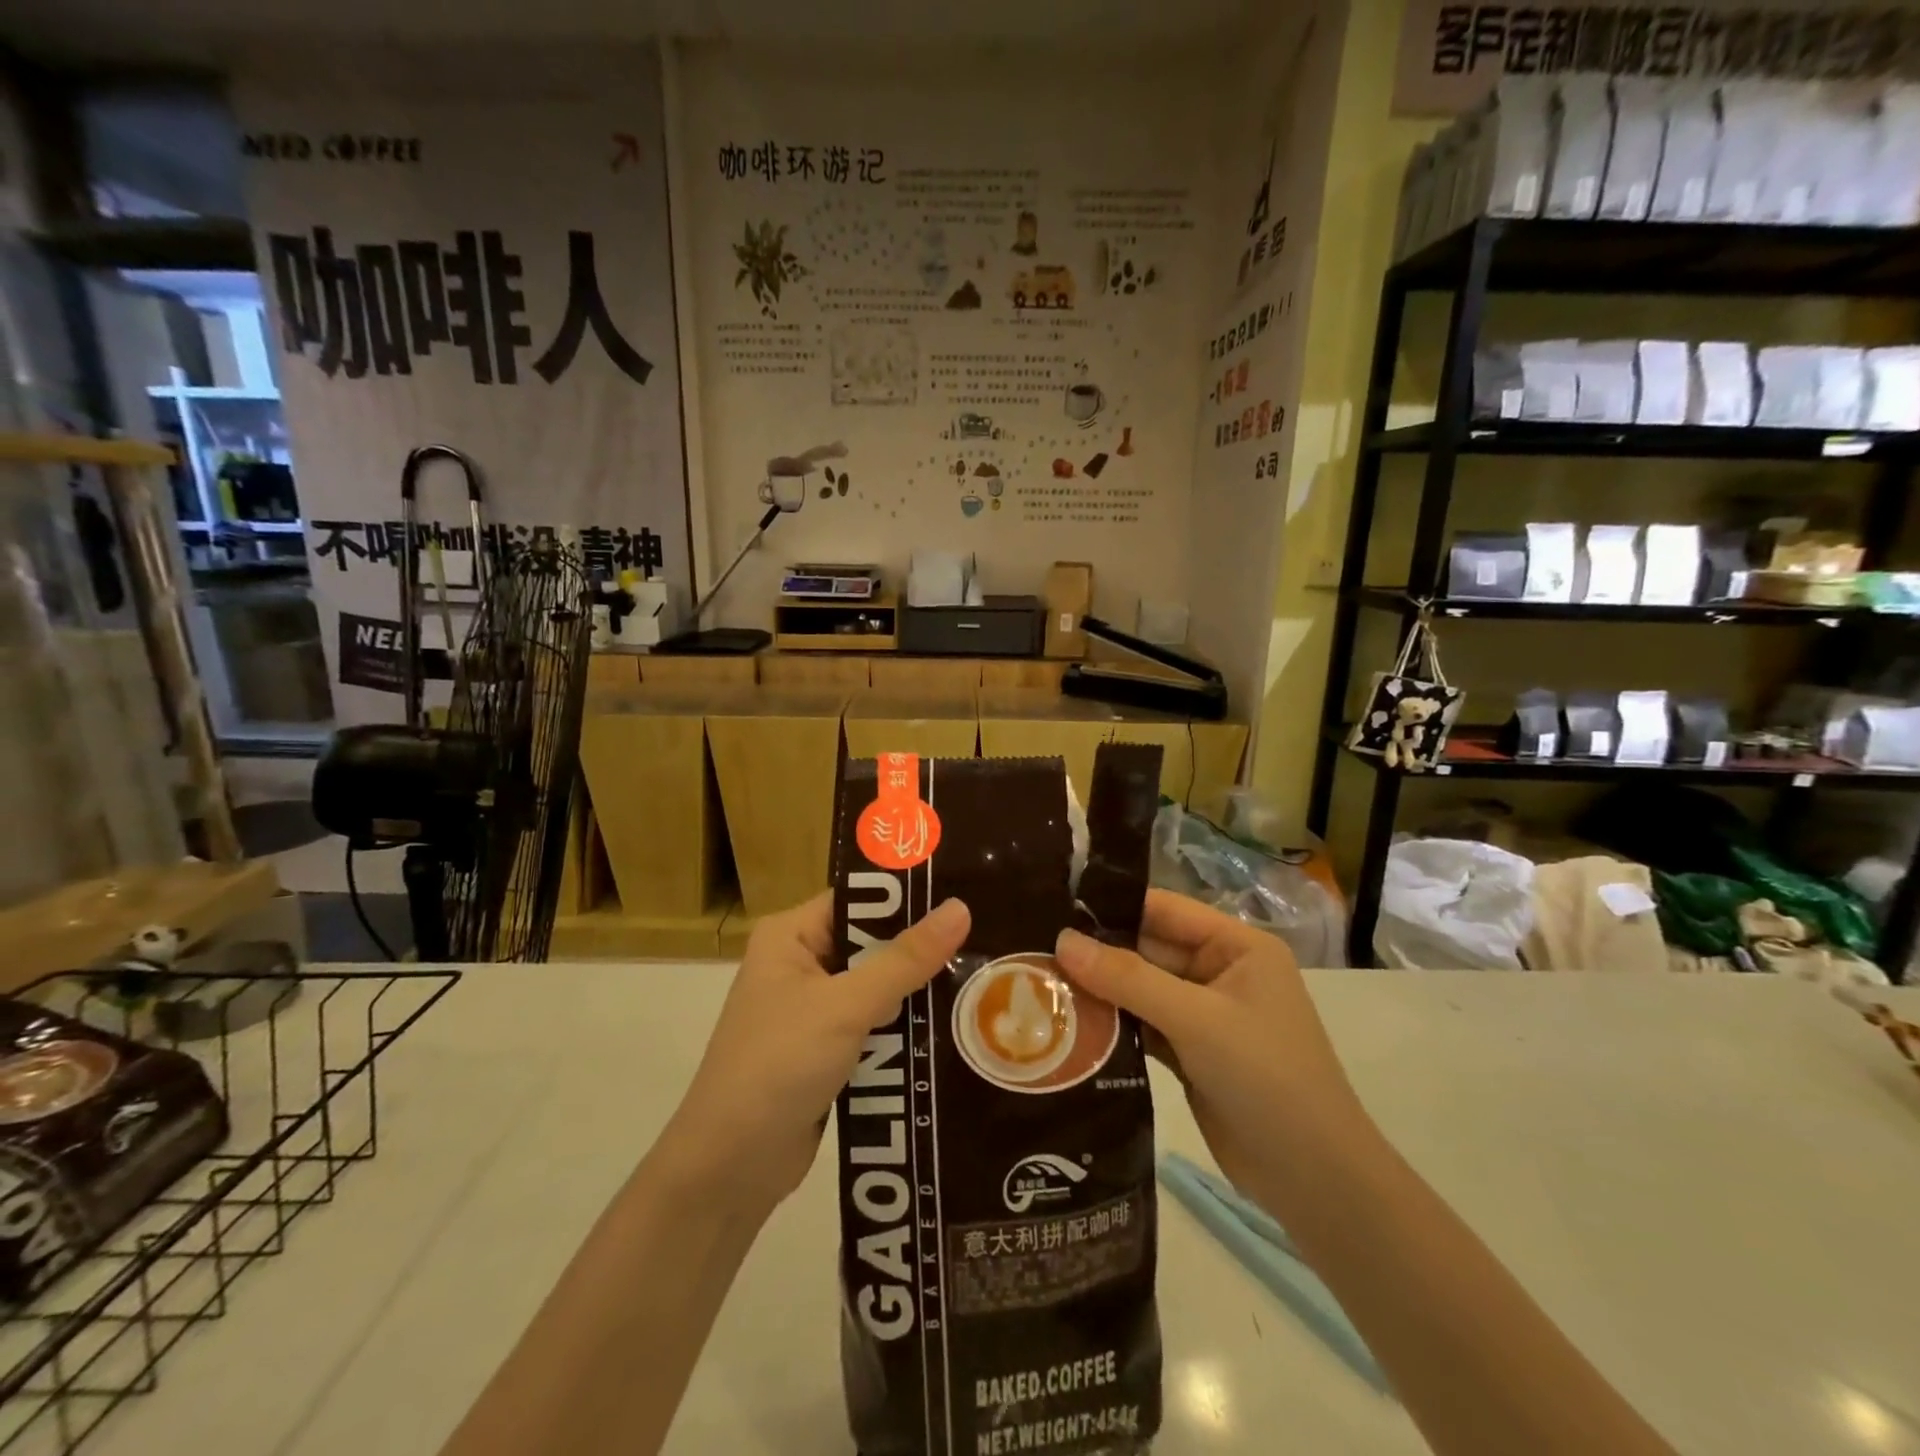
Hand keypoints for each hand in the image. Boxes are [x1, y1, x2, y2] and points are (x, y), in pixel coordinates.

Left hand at [661, 893, 970, 1214]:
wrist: (730, 1169)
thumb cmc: (778, 1066)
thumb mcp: (846, 1006)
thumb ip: (905, 959)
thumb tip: (960, 908)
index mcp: (790, 936)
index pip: (857, 900)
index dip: (907, 898)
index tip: (964, 895)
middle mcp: (799, 964)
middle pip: (871, 943)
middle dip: (920, 949)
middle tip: (984, 939)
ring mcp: (811, 1009)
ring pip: (878, 986)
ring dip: (917, 991)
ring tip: (982, 977)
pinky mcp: (825, 1049)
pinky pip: (874, 1024)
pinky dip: (904, 1027)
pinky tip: (952, 1024)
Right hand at [1054, 890, 1366, 1201]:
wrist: (1314, 1180)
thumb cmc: (1266, 1077)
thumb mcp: (1197, 1020)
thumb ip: (1128, 978)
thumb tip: (1062, 940)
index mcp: (1236, 946)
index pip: (1164, 910)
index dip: (1112, 906)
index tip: (1053, 907)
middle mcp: (1220, 972)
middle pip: (1147, 950)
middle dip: (1097, 953)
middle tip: (1033, 950)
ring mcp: (1204, 1015)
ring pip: (1140, 989)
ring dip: (1099, 991)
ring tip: (1039, 983)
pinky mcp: (1190, 1053)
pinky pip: (1143, 1025)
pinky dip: (1112, 1025)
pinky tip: (1068, 1023)